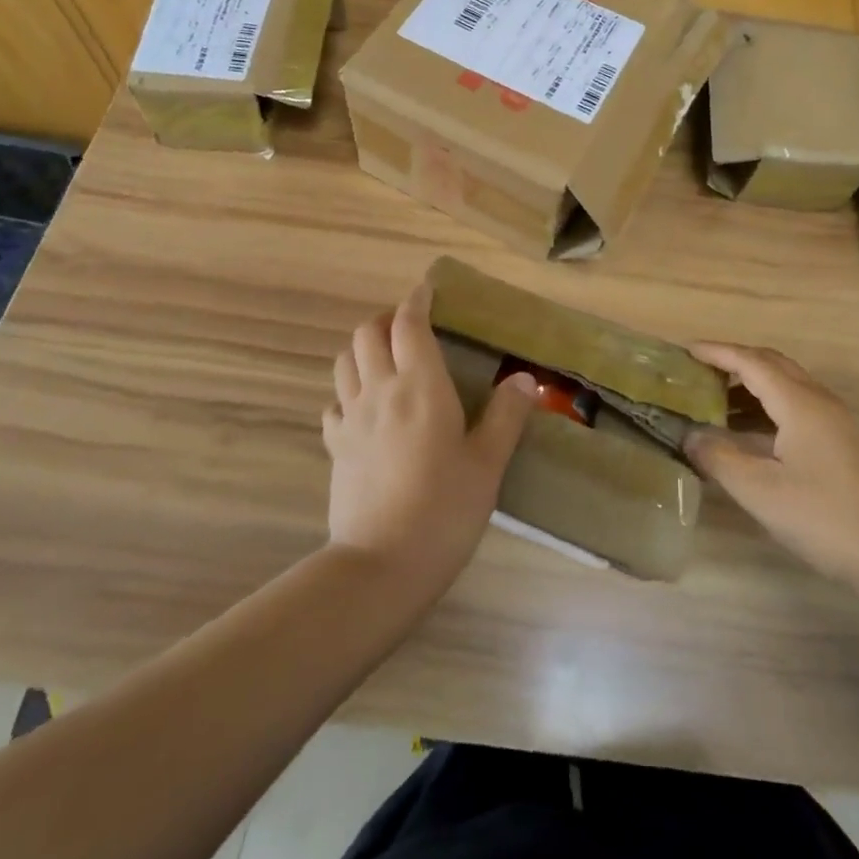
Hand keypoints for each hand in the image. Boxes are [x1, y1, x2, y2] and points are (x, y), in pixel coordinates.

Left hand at [326, 281, 535, 594]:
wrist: (381, 566)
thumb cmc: (445, 510)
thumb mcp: (488, 462)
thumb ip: (506, 415)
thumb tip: (524, 377)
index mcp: (421, 386)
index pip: (409, 324)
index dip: (417, 301)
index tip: (428, 291)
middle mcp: (380, 390)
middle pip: (368, 333)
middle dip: (387, 319)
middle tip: (410, 327)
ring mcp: (352, 418)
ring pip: (345, 361)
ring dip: (363, 348)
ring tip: (386, 359)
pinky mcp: (336, 447)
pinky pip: (334, 403)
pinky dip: (348, 391)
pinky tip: (365, 408)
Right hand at [685, 343, 858, 591]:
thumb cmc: (823, 518)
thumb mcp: (761, 492)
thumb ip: (719, 458)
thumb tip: (690, 435)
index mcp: (799, 403)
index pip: (751, 362)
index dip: (717, 352)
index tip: (684, 351)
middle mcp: (817, 400)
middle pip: (770, 363)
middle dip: (732, 361)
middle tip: (696, 371)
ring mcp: (832, 418)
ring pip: (784, 382)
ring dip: (749, 383)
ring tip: (712, 399)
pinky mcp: (837, 438)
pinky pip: (794, 402)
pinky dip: (765, 403)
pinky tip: (745, 429)